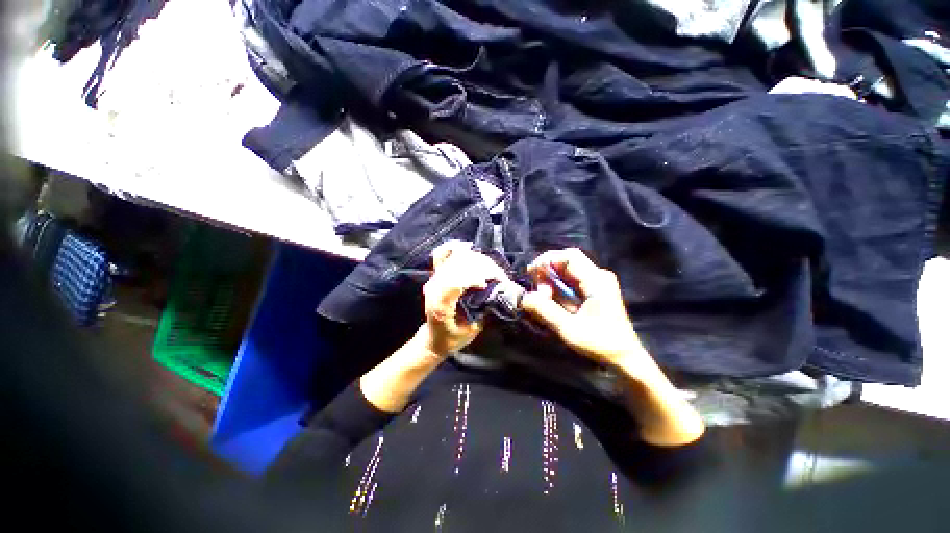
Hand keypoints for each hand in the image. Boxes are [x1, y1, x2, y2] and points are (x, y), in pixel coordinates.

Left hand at [420, 240, 507, 357]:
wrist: (433, 337)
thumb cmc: (452, 338)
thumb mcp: (470, 332)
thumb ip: (481, 313)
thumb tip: (496, 293)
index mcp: (440, 306)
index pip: (455, 283)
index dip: (475, 278)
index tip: (491, 282)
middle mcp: (433, 288)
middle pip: (458, 266)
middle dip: (483, 267)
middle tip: (499, 275)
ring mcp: (433, 279)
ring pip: (454, 258)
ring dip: (477, 259)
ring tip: (491, 268)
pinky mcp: (436, 274)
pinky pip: (442, 254)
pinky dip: (455, 247)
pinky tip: (468, 247)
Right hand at [522, 248, 704, 445]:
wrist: (629, 367)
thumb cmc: (605, 348)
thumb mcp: (571, 330)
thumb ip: (546, 311)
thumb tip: (524, 297)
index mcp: (596, 280)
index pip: (567, 256)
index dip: (547, 260)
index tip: (532, 274)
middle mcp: (596, 279)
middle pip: (565, 263)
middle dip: (545, 273)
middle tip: (537, 291)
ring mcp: (594, 290)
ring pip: (565, 276)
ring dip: (550, 285)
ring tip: (543, 302)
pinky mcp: (591, 300)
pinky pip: (568, 288)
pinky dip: (555, 293)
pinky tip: (550, 307)